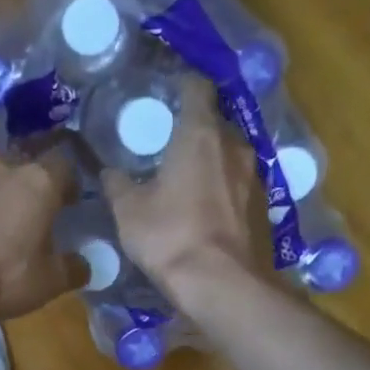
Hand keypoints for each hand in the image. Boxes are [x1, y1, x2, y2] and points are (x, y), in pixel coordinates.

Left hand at [0, 146, 85, 325]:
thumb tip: (86, 265)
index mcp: (40, 181)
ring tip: (13, 233)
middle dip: (37, 192)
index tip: (74, 204)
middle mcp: (6, 171)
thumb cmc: (6, 274)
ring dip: (8, 204)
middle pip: (29, 172)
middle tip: (44, 219)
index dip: (71, 184)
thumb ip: (74, 267)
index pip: (65, 165)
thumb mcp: (51, 280)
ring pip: (0, 186)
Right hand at [103, 81, 270, 305]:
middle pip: (214, 122)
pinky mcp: (262, 206)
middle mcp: (233, 146)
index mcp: (200, 134)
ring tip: (184, 175)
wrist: (220, 284)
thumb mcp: (128, 211)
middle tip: (166, 142)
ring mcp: (253, 176)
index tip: (164, 93)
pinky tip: (203, 205)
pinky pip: (237, 183)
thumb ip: (117, 184)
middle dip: (193, 128)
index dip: (181, 85)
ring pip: (228, 154)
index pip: (197, 88)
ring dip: (209, 159)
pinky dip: (221, 186)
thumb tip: (108, 171)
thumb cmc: (169, 236)